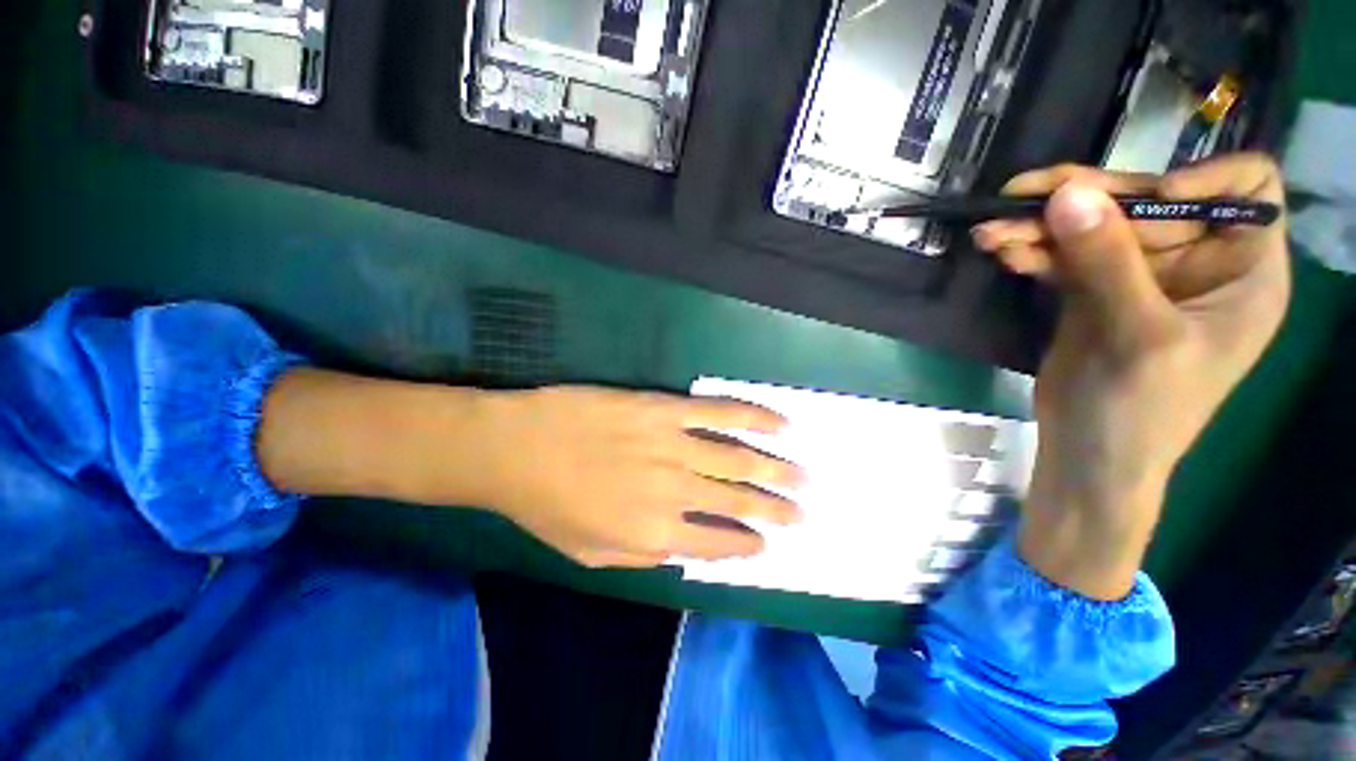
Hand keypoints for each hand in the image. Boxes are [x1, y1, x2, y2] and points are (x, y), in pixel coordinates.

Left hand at [478, 387, 802, 567]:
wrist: (516, 448)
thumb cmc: (546, 505)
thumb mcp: (590, 554)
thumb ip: (642, 557)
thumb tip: (684, 552)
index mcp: (656, 533)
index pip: (717, 545)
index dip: (747, 545)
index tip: (766, 543)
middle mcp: (675, 491)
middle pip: (739, 501)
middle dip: (777, 509)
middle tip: (804, 511)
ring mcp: (673, 445)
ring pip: (739, 458)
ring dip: (776, 468)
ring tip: (804, 475)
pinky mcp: (665, 409)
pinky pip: (719, 412)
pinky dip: (753, 417)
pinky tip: (779, 423)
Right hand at [972, 154, 1290, 598]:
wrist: (1087, 457)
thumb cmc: (1142, 413)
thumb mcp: (1139, 337)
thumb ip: (1108, 263)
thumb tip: (1068, 193)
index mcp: (1242, 269)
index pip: (1246, 187)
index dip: (1203, 177)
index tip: (1151, 197)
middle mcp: (1194, 261)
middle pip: (1147, 200)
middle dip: (1086, 198)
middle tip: (1021, 195)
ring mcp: (1137, 275)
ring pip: (1092, 226)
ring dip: (1040, 225)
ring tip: (990, 232)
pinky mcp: (1089, 291)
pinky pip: (1060, 256)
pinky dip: (1030, 251)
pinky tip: (1000, 252)